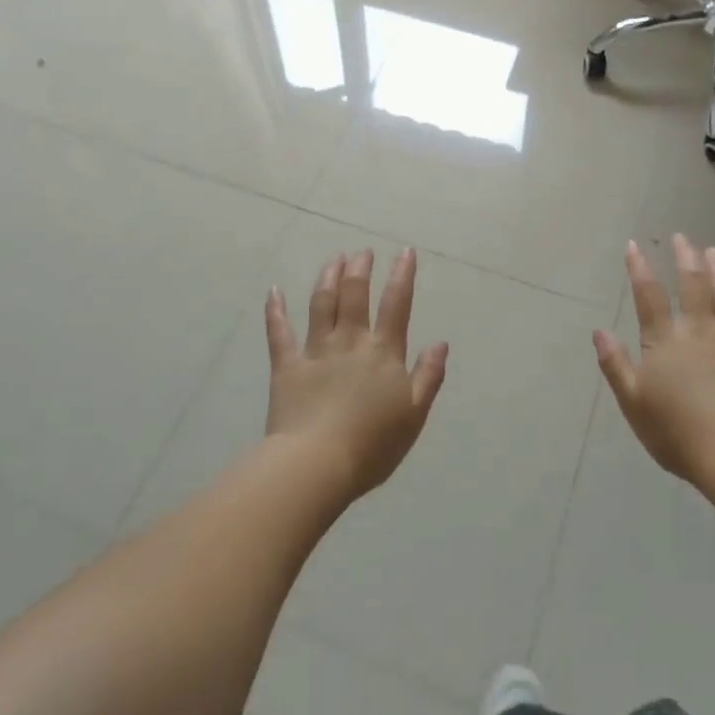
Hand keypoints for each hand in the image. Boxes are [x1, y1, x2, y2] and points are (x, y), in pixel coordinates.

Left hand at [264, 248, 448, 497]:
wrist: (317, 463)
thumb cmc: (372, 445)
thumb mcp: (414, 414)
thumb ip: (428, 376)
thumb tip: (441, 342)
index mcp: (384, 353)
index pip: (396, 305)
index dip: (402, 276)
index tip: (405, 252)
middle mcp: (350, 342)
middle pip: (355, 295)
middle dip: (360, 269)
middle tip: (362, 251)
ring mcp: (316, 351)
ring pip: (321, 304)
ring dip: (328, 277)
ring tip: (334, 258)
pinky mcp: (287, 366)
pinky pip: (279, 332)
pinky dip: (275, 310)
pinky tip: (273, 291)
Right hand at [593, 235, 714, 484]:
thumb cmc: (676, 433)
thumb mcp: (633, 402)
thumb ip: (616, 364)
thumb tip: (599, 330)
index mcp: (665, 342)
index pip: (648, 297)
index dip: (639, 269)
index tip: (634, 245)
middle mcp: (699, 333)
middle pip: (692, 287)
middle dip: (685, 259)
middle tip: (682, 237)